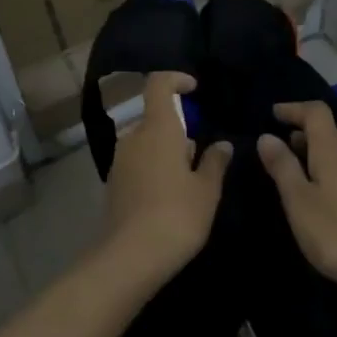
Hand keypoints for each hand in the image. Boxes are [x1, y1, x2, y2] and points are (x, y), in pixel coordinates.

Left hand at [103, 72, 231, 276]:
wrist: (130, 257)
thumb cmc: (177, 215)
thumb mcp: (206, 190)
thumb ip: (215, 161)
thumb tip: (222, 144)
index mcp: (158, 128)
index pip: (159, 84)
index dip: (176, 79)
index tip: (194, 89)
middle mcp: (134, 137)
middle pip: (155, 117)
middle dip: (178, 127)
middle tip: (201, 152)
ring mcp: (120, 160)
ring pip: (146, 141)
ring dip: (166, 150)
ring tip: (189, 178)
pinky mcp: (114, 183)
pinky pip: (137, 162)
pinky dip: (154, 167)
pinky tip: (169, 196)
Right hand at [257, 101, 336, 293]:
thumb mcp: (299, 201)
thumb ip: (283, 167)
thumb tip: (267, 136)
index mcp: (332, 150)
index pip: (316, 112)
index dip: (294, 108)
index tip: (274, 114)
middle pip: (329, 130)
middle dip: (304, 131)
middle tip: (281, 144)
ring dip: (317, 151)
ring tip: (295, 168)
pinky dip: (328, 169)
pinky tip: (320, 193)